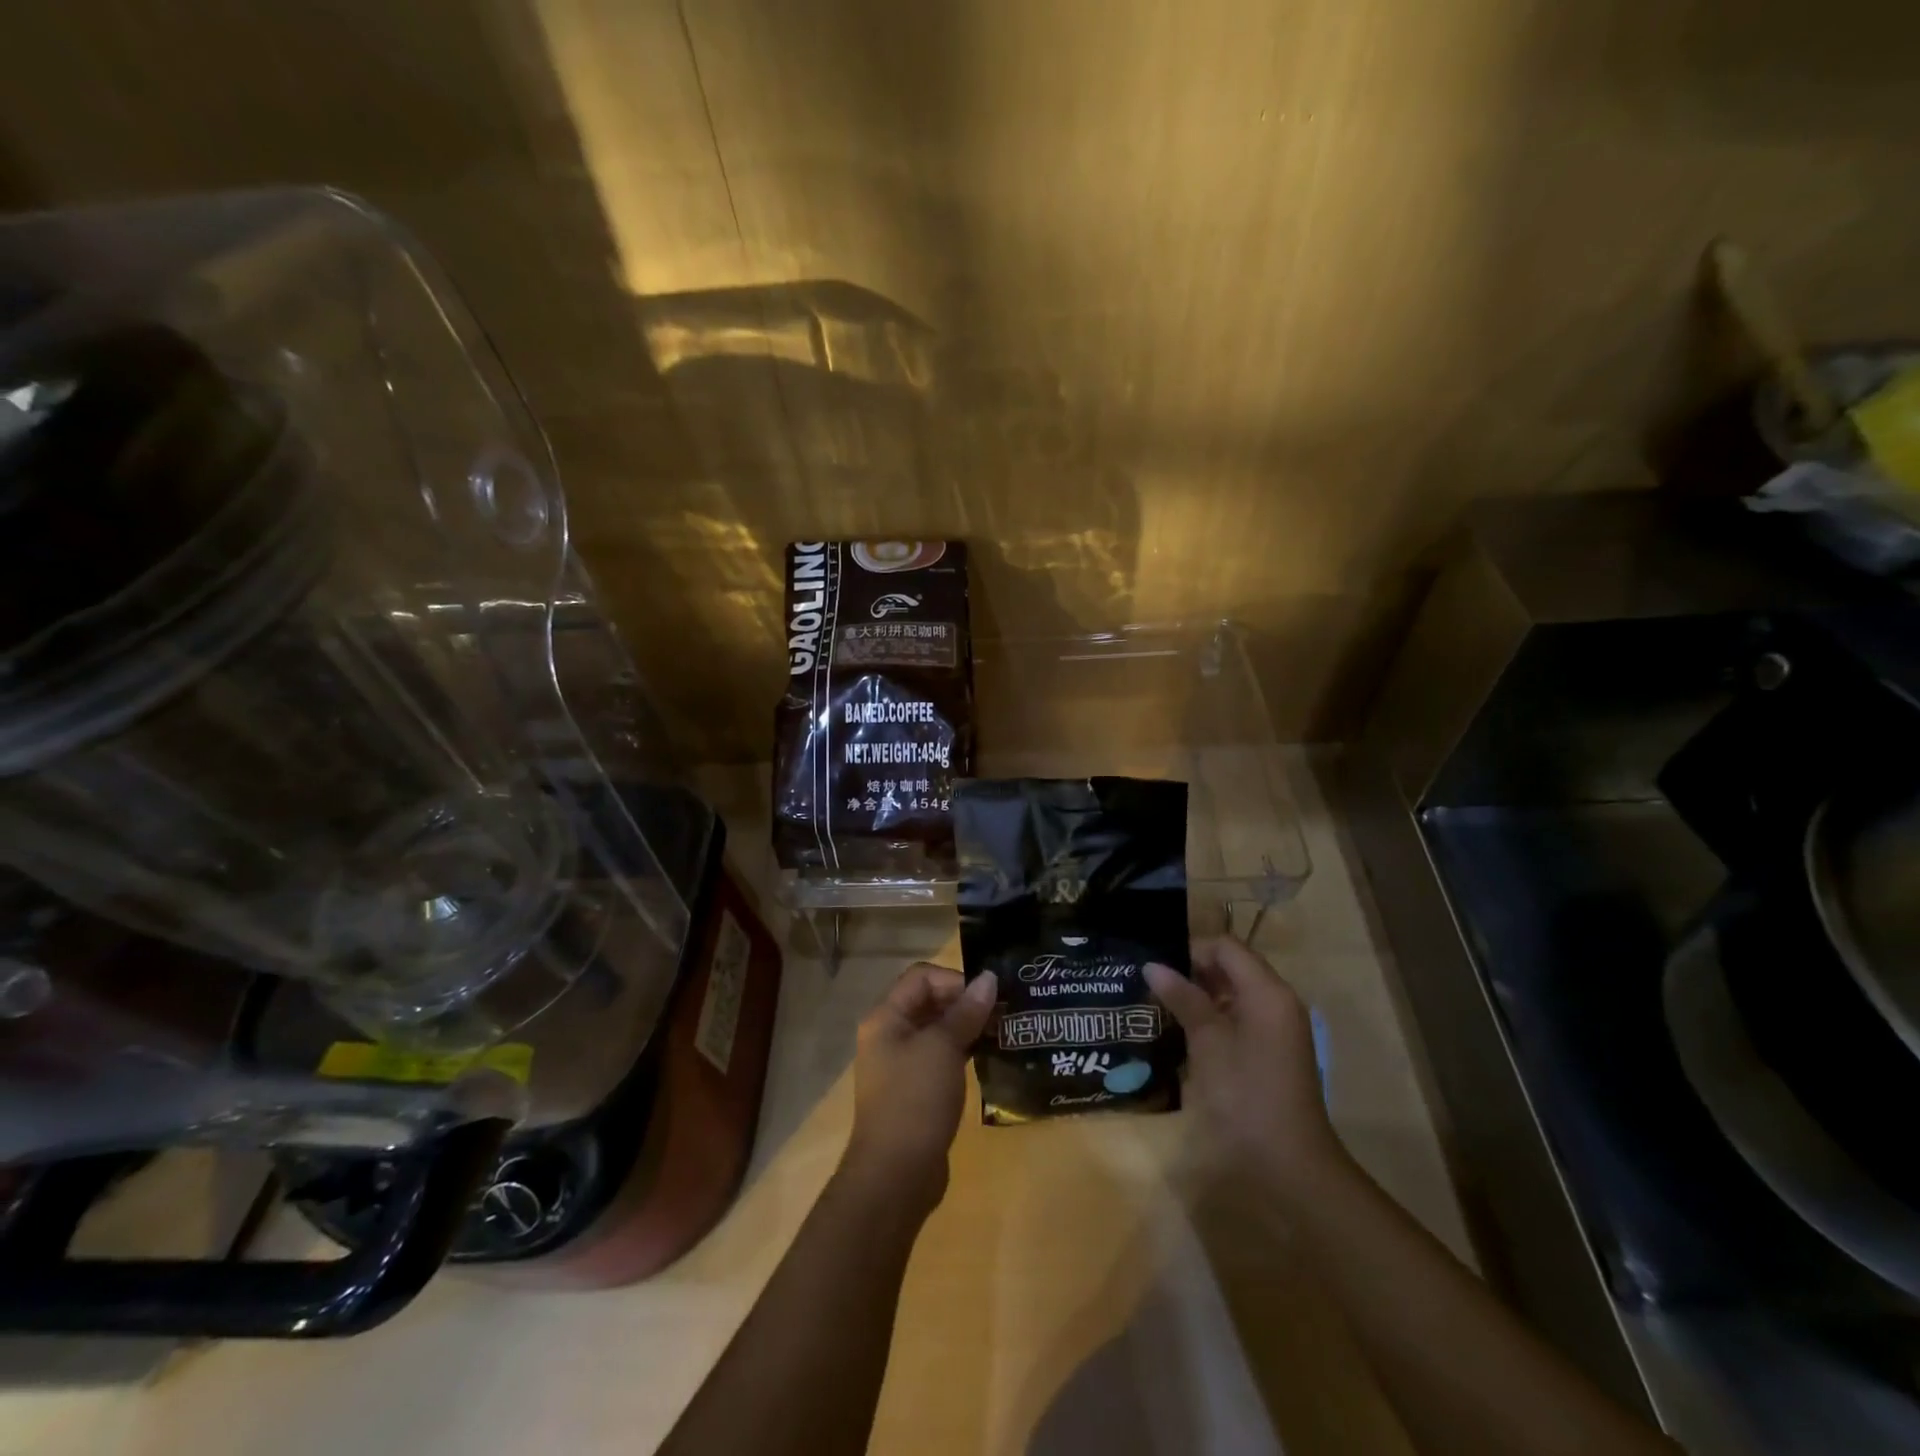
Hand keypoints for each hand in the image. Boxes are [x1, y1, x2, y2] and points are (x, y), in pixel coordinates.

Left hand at [843, 963, 996, 1212]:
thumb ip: (966, 1012)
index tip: (987, 997)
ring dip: (968, 1028)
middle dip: (966, 1002)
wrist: (896, 1176)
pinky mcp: (916, 1090)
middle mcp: (890, 1035)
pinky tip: (990, 1058)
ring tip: (1003, 1033)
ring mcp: (902, 1064)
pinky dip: (964, 1052)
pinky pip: (941, 1057)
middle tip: (1003, 1013)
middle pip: (930, 1001)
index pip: (922, 977)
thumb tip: (989, 978)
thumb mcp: (943, 1048)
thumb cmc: (915, 1100)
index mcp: (886, 1017)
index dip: (955, 980)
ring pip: (938, 1031)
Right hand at [1144, 937, 1343, 1194]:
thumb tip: (1152, 965)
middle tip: (1153, 985)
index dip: (1191, 950)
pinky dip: (1215, 1017)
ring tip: (1162, 1007)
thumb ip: (1183, 998)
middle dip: (1193, 972)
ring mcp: (1279, 1028)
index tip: (1156, 967)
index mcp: (1267, 992)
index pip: (1226, 947)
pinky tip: (1186, 1034)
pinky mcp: (1274, 1051)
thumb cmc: (1246, 1096)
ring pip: (1235, 993)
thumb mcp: (1208, 1042)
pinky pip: (1242, 1017)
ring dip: (1201, 995)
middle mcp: (1278, 1001)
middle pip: (1233, 966)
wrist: (1290, 1165)